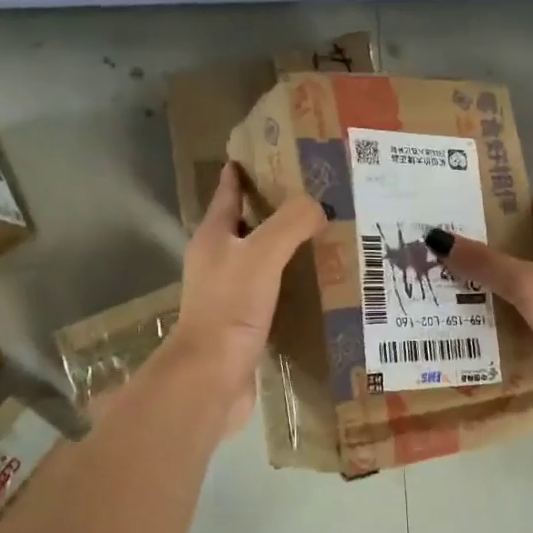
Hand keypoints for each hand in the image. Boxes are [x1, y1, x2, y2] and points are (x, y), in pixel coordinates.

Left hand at [170, 162, 324, 433]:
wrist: (212, 375)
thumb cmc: (230, 307)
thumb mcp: (262, 255)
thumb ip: (291, 224)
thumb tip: (319, 206)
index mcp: (213, 238)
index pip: (227, 195)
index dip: (240, 174)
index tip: (259, 156)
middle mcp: (216, 261)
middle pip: (244, 225)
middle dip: (270, 208)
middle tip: (308, 195)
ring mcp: (228, 293)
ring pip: (258, 259)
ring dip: (282, 246)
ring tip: (320, 235)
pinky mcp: (242, 321)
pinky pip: (270, 290)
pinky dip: (289, 281)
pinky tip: (315, 282)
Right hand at [431, 194, 532, 417]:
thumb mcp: (527, 285)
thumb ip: (485, 263)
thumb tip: (437, 238)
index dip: (514, 204)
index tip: (478, 205)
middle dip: (506, 245)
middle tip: (464, 246)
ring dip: (515, 280)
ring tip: (470, 281)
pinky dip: (526, 309)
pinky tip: (497, 318)